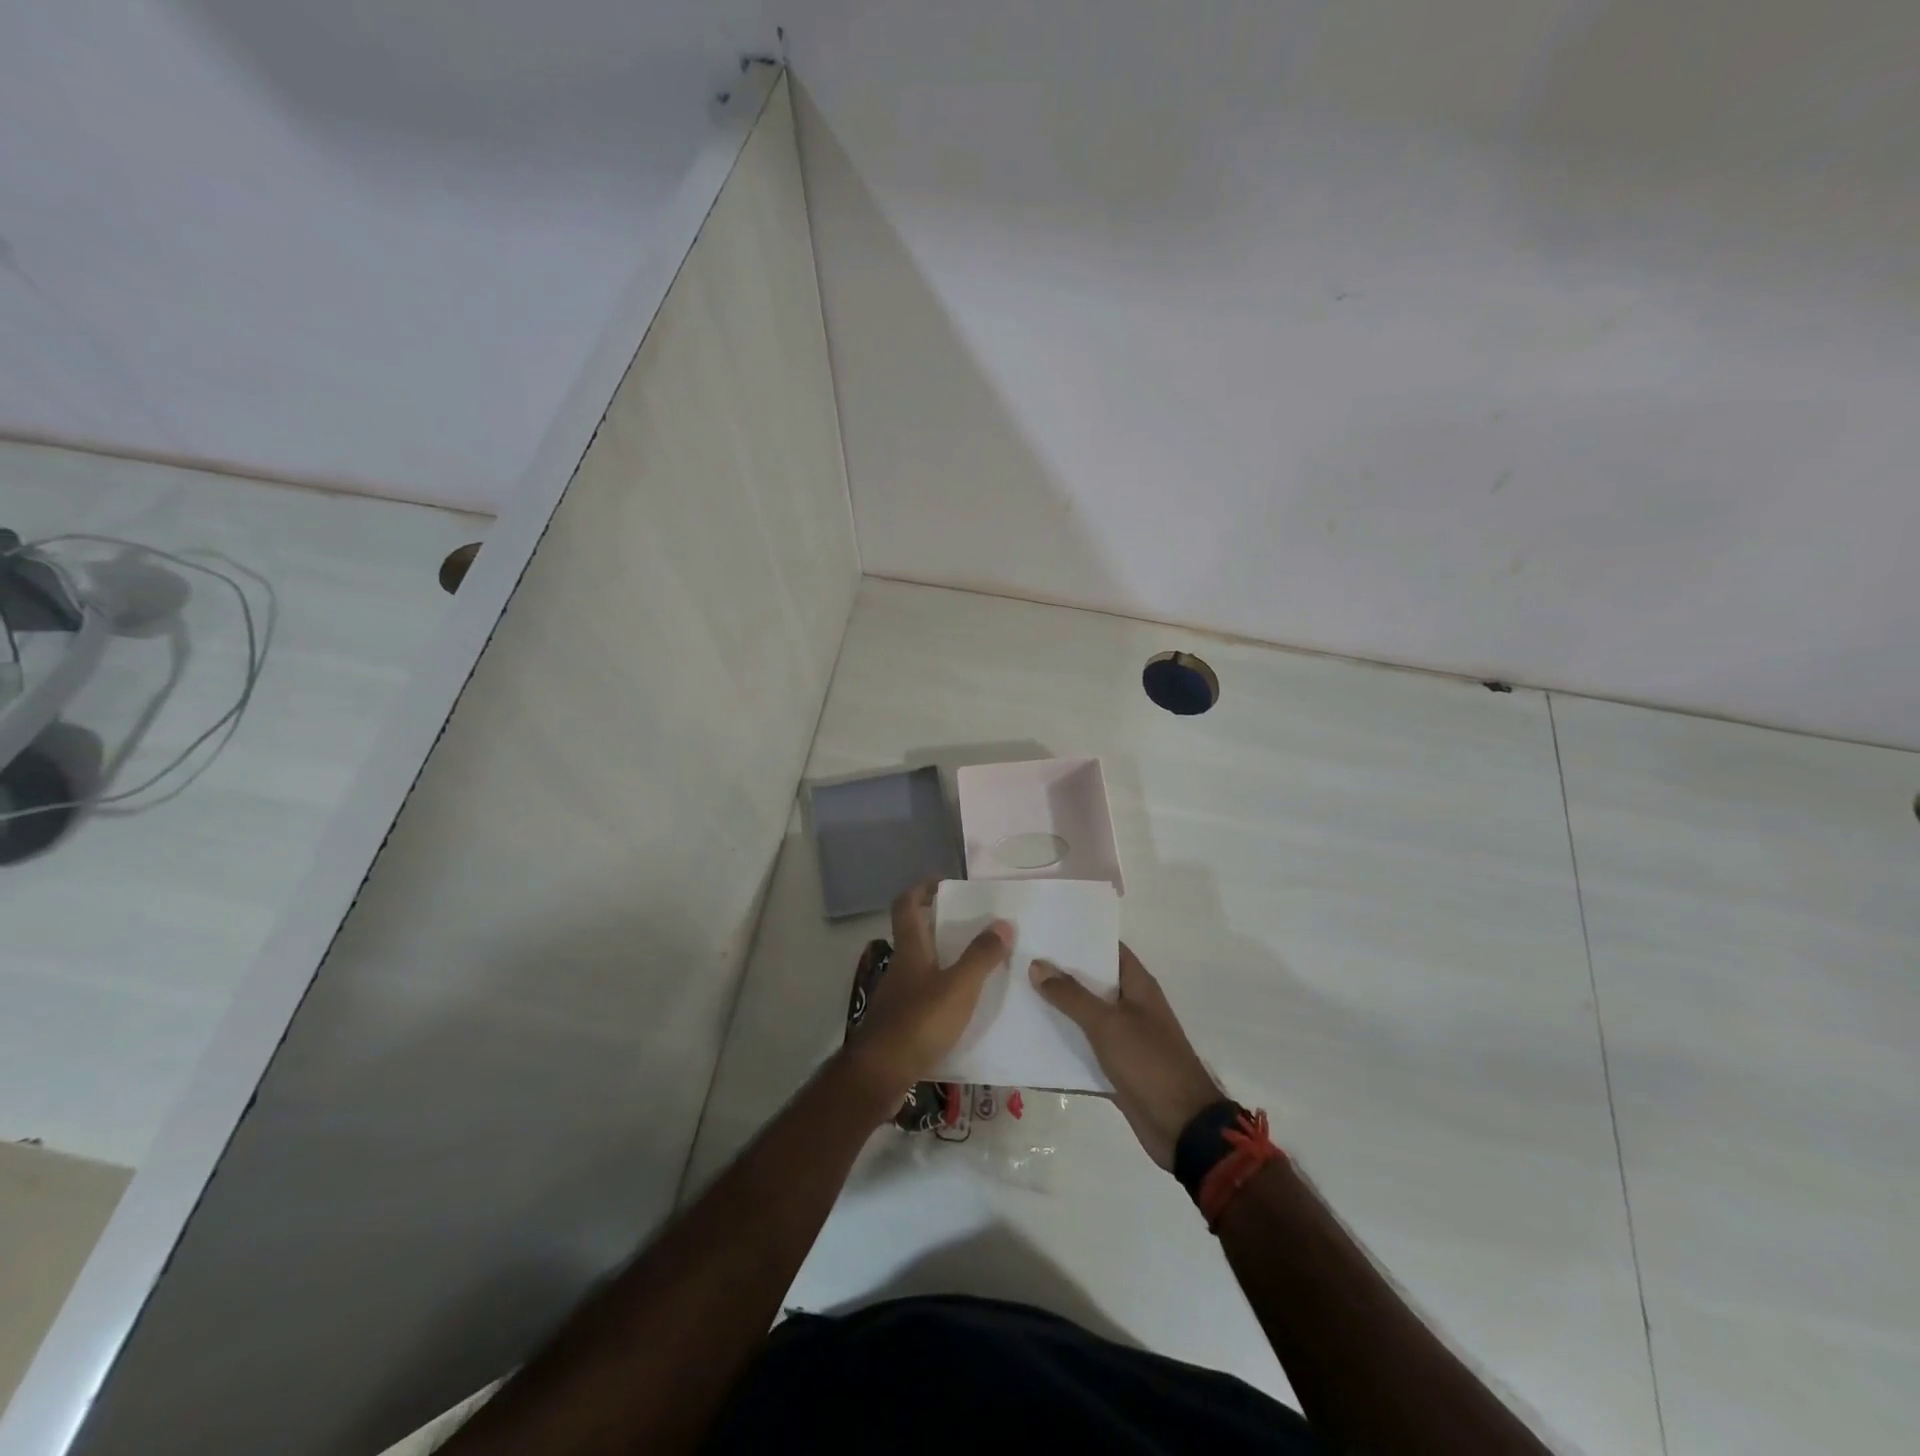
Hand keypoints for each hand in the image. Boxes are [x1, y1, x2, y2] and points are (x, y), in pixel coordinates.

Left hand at [842, 881, 1011, 1109]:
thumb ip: (981, 956)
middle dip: (939, 924)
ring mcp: (897, 996)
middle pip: (914, 934)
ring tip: (976, 964)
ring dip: (943, 959)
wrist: (880, 1075)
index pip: (906, 905)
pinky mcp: (899, 1023)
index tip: (943, 882)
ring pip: (920, 966)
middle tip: (972, 924)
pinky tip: (963, 1007)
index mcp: (911, 950)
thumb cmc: (919, 1022)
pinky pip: (923, 995)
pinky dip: (942, 991)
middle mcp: (900, 967)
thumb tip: (1003, 922)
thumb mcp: (959, 987)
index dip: (921, 888)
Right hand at [1032, 944, 1222, 1168]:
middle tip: (1019, 961)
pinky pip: (1083, 1052)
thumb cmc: (1149, 1063)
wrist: (1182, 1128)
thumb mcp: (1108, 1024)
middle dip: (1059, 974)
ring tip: (1015, 997)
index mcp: (1138, 986)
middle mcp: (1130, 1007)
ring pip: (1084, 1018)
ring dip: (1057, 1012)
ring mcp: (1123, 1039)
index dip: (1080, 938)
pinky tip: (1028, 1046)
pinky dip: (1061, 1049)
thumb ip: (1071, 995)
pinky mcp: (1115, 1069)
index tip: (1045, 930)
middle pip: (1091, 983)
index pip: (1107, 949)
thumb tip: (1037, 964)